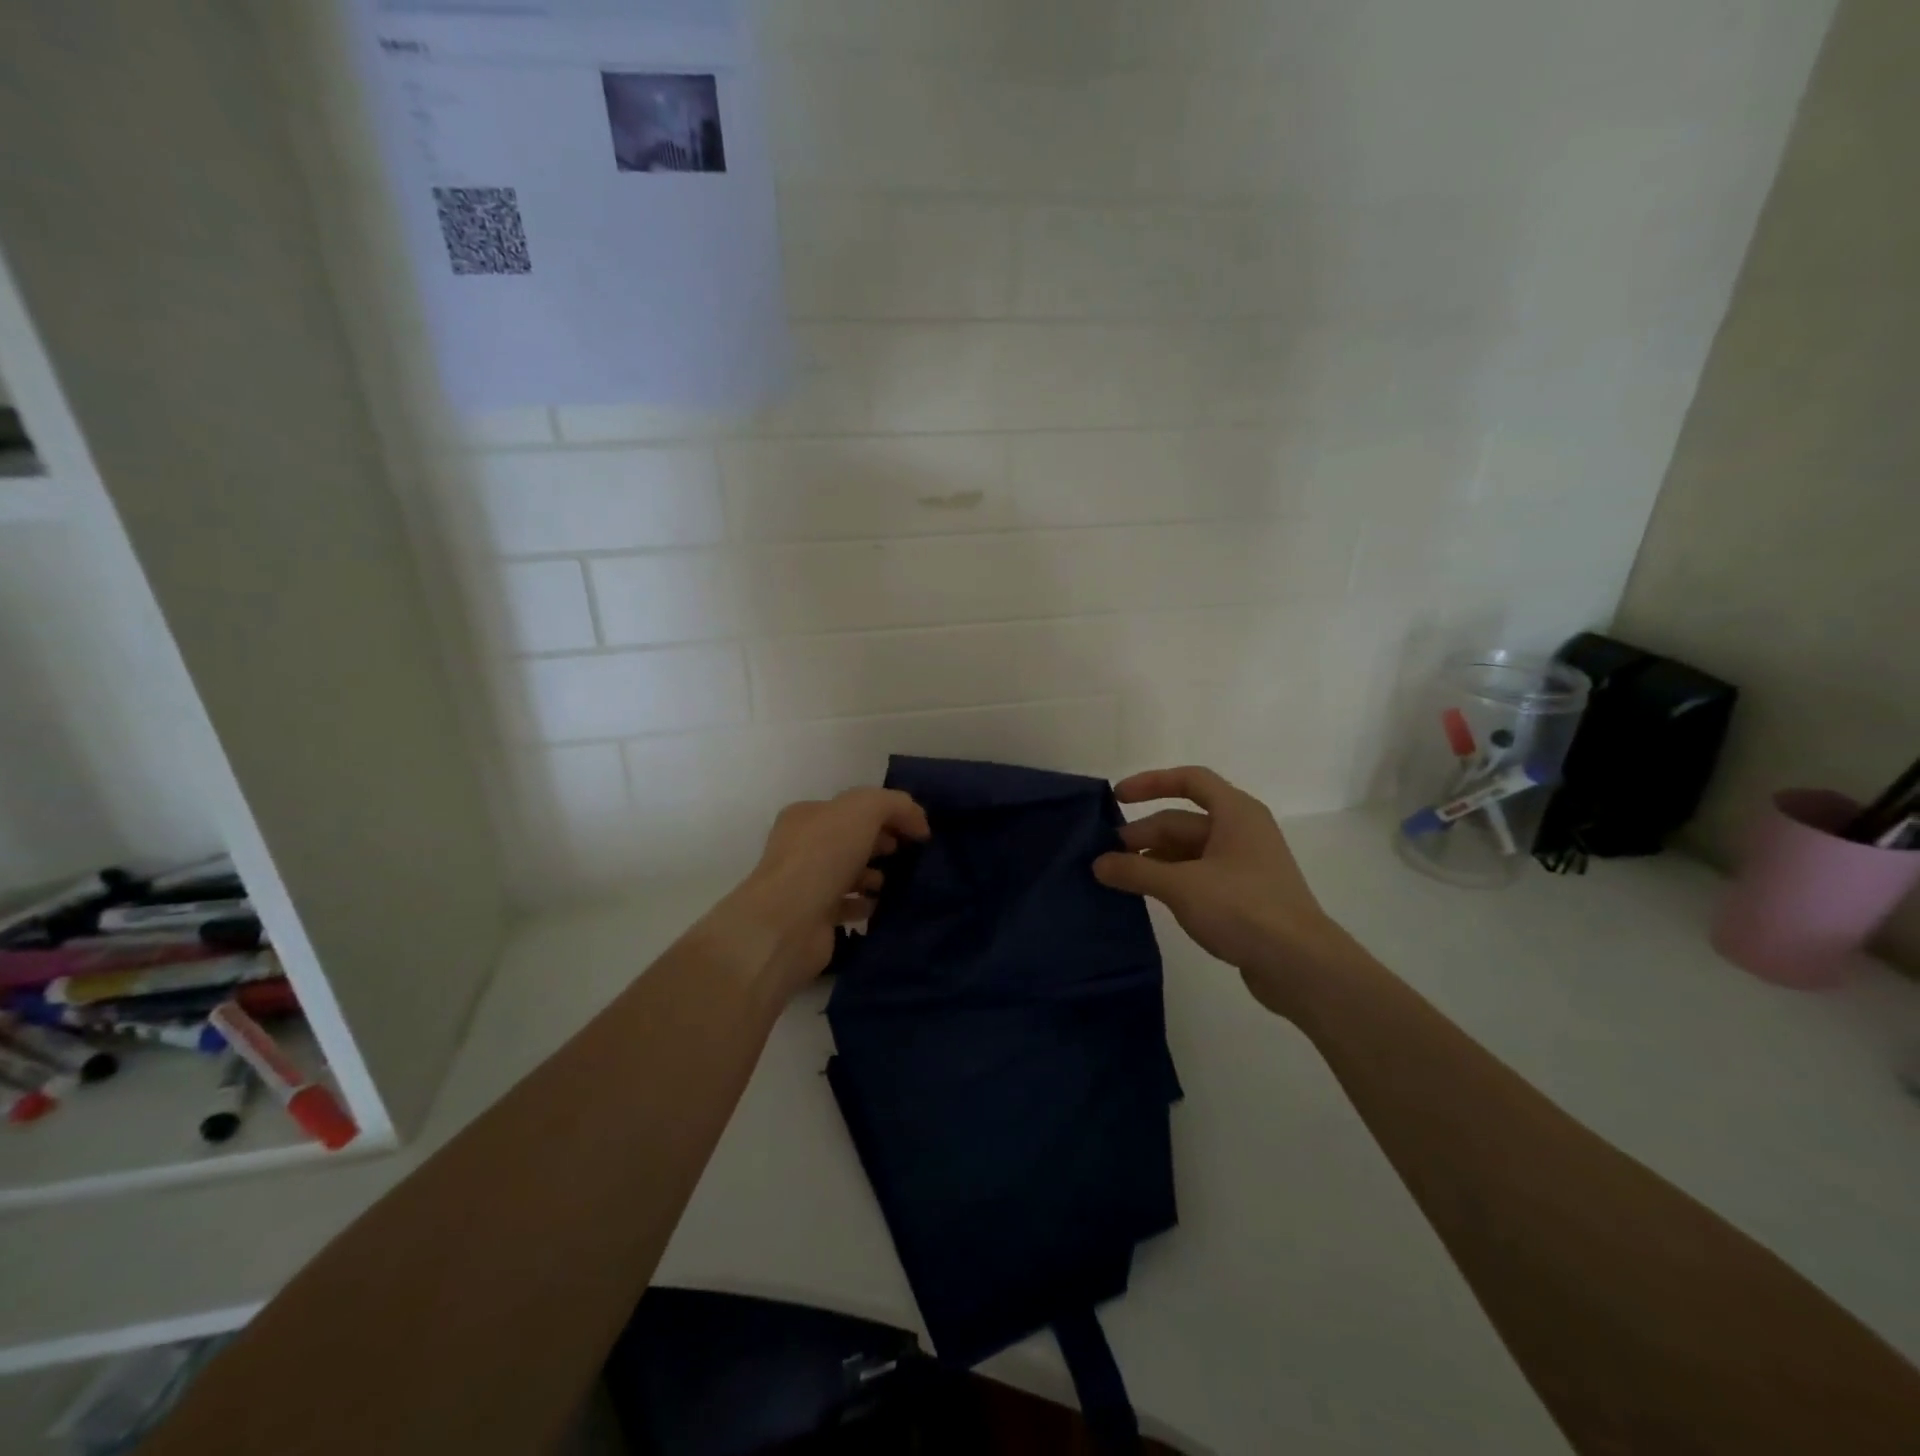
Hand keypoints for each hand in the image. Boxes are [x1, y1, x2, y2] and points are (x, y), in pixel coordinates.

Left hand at [718, 787, 930, 1000]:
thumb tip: (918, 822)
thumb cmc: (823, 856)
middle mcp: (802, 847)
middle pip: (850, 839)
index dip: (886, 814)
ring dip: (873, 875)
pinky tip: (881, 904)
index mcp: (808, 815)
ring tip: (896, 881)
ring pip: (848, 873)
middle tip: (908, 853)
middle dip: (881, 843)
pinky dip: (865, 904)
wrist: (789, 923)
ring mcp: (806, 884)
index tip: (915, 830)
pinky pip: (846, 906)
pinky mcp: (814, 918)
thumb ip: (895, 805)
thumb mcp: (865, 809)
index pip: (852, 807)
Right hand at [1092, 766, 1355, 1018]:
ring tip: (1118, 878)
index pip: (1190, 780)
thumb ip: (1135, 871)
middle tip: (1105, 857)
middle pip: (1182, 821)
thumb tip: (1098, 863)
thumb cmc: (1242, 908)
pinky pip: (1198, 875)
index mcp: (1235, 813)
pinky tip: (1147, 896)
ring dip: (1153, 860)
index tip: (1117, 798)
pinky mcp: (1243, 895)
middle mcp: (1241, 831)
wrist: (1300, 965)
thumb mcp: (1181, 886)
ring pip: (1188, 851)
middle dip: (1143, 835)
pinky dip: (1171, 879)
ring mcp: (1244, 865)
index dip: (1151, 783)